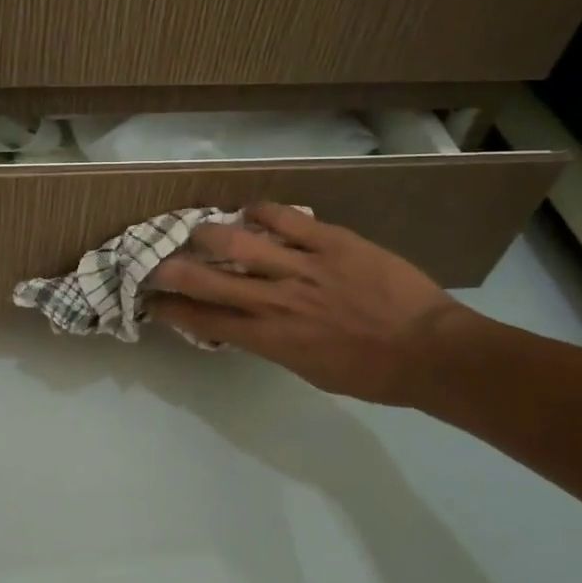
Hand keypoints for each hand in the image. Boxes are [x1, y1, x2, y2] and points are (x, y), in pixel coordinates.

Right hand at [148, 203, 472, 404]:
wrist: (430, 351)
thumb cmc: (372, 373)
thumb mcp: (311, 370)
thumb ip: (274, 343)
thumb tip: (246, 324)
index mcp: (270, 338)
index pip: (204, 321)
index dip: (171, 309)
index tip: (151, 300)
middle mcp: (276, 301)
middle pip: (206, 280)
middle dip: (170, 269)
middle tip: (155, 261)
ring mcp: (302, 267)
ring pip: (237, 242)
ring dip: (208, 234)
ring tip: (199, 230)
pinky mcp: (330, 241)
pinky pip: (285, 218)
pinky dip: (261, 211)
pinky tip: (250, 209)